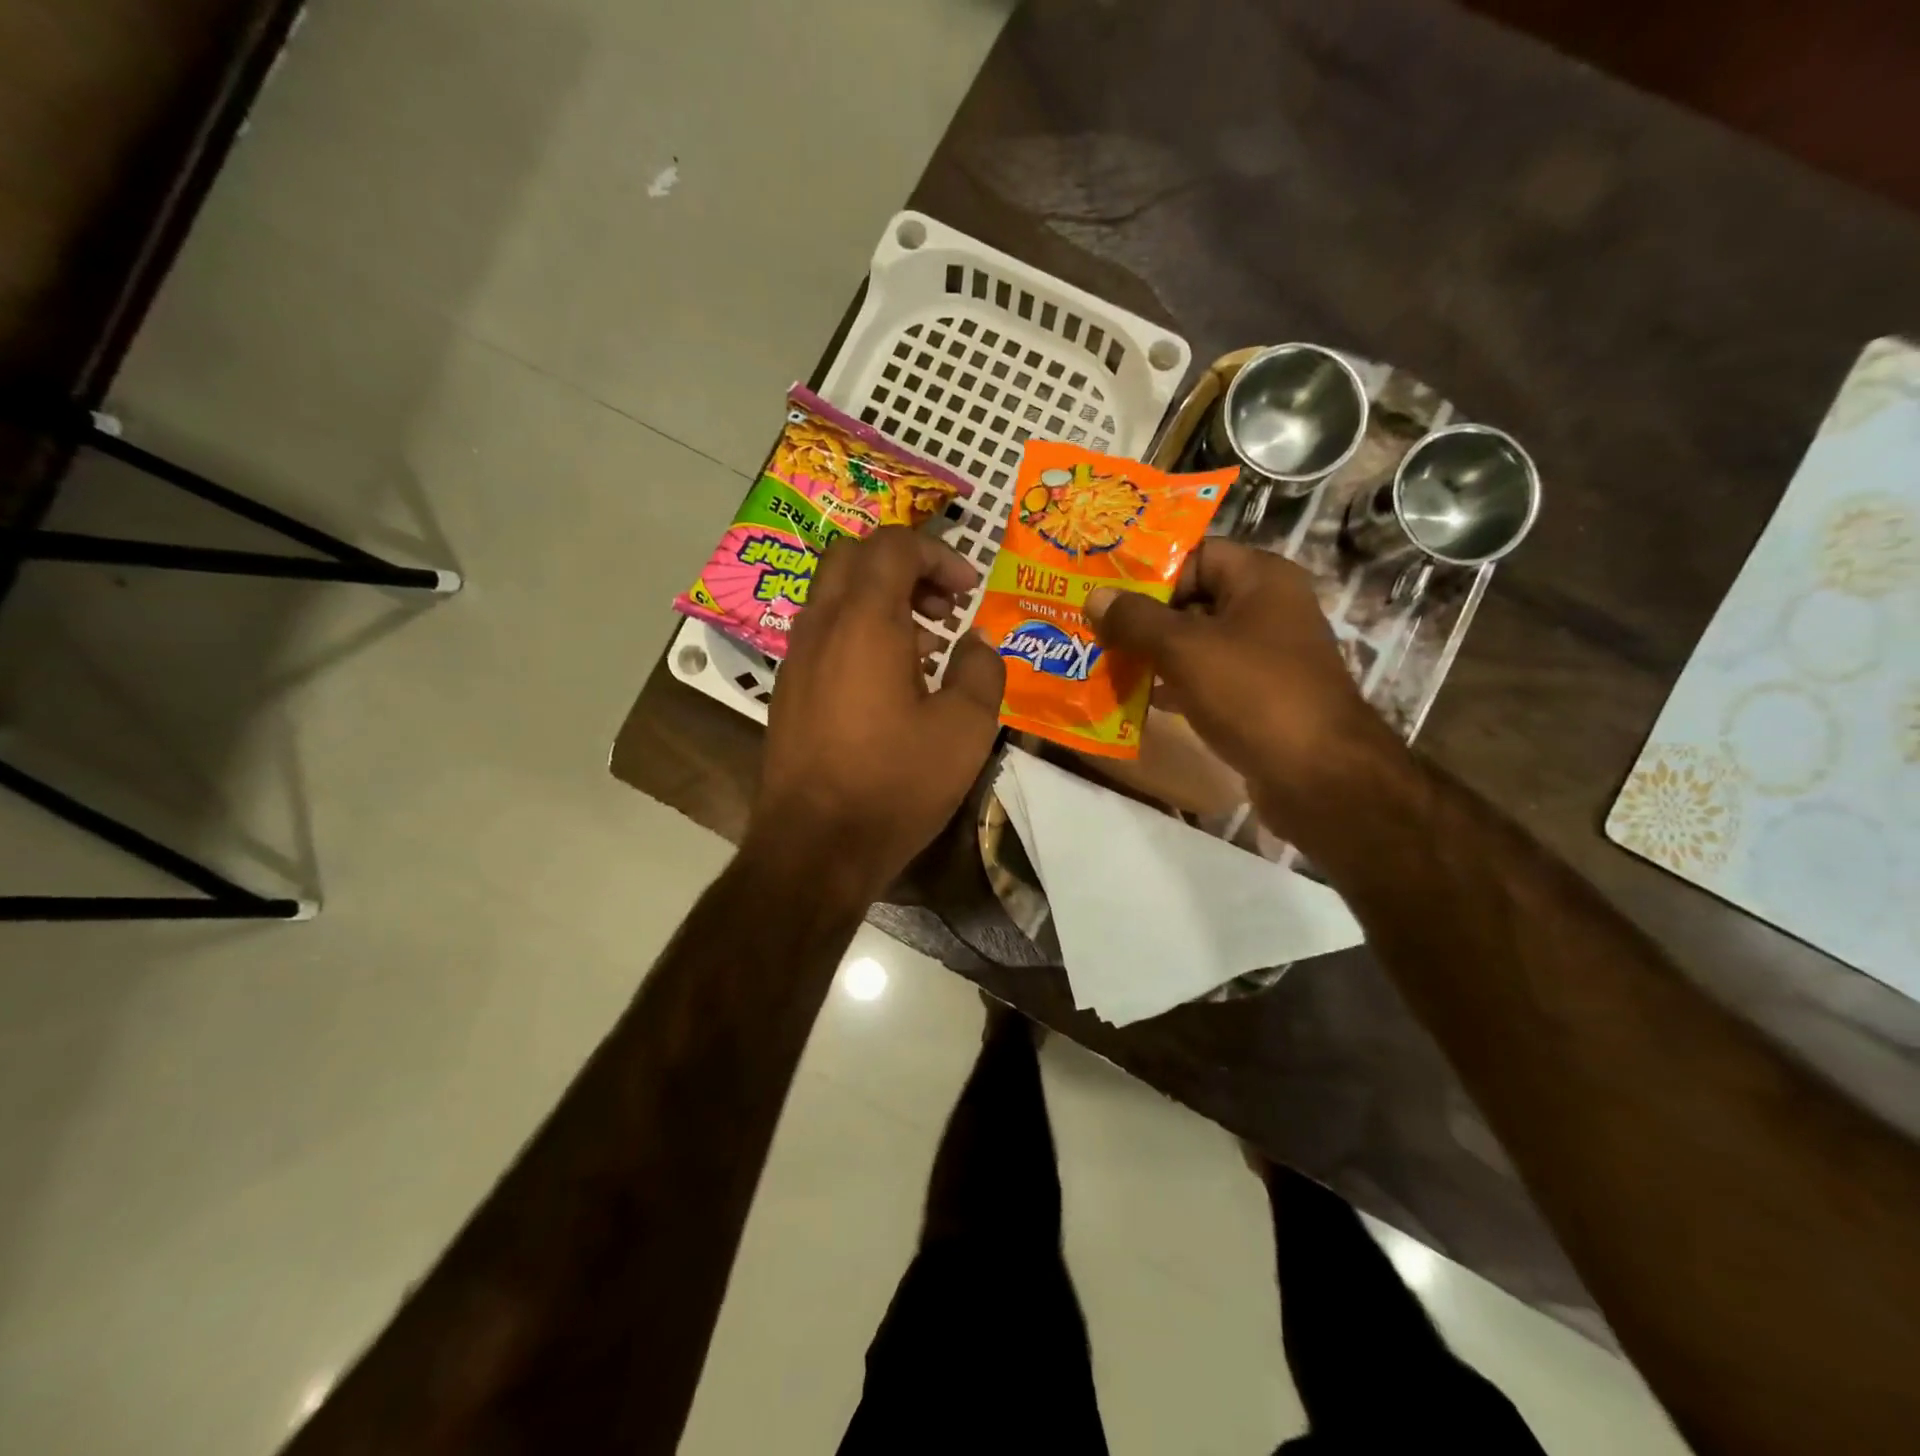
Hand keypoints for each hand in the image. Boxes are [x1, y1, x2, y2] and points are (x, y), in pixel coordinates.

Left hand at [748, 527, 1006, 905]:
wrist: (814, 847)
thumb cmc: (894, 783)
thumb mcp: (964, 729)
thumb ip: (981, 670)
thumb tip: (976, 642)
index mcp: (863, 622)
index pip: (893, 545)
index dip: (939, 554)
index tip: (969, 592)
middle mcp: (820, 626)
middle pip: (854, 557)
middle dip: (905, 566)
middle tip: (943, 606)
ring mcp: (796, 659)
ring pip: (834, 595)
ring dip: (881, 601)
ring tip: (926, 647)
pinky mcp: (788, 691)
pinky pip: (824, 634)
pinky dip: (859, 633)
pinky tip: (890, 684)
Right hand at [1083, 540, 1409, 846]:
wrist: (1319, 777)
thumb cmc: (1254, 694)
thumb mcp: (1186, 649)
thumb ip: (1136, 620)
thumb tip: (1094, 596)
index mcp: (1261, 578)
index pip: (1195, 554)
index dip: (1148, 570)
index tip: (1102, 589)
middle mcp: (1267, 609)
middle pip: (1192, 599)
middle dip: (1141, 615)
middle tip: (1091, 626)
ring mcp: (1265, 656)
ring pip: (1196, 642)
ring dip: (1152, 652)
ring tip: (1103, 660)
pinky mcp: (1258, 697)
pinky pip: (1206, 678)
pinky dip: (1172, 684)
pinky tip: (1136, 698)